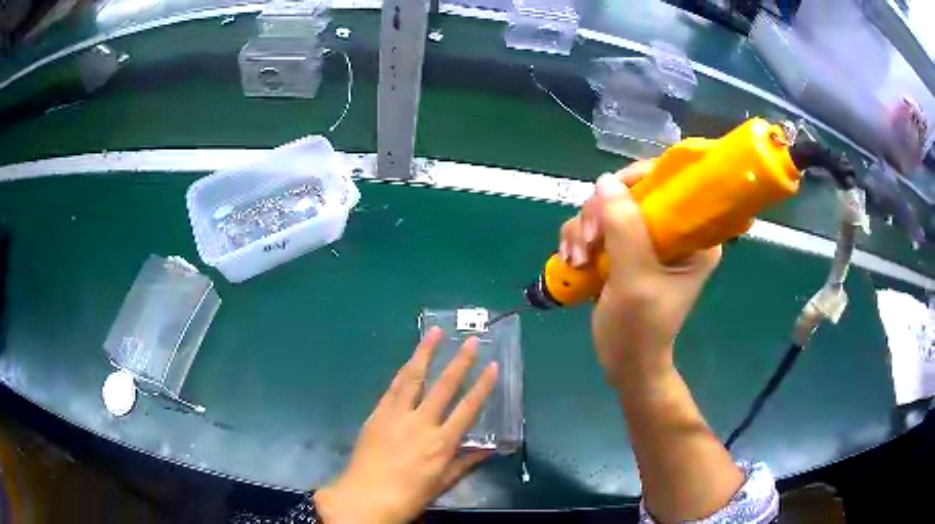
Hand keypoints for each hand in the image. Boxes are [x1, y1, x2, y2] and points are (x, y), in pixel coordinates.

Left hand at [314, 327, 498, 523]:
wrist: (365, 497)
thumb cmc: (408, 496)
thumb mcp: (442, 484)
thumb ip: (464, 463)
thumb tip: (487, 450)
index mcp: (441, 444)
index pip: (468, 408)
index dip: (483, 386)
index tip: (493, 366)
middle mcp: (421, 424)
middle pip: (443, 386)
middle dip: (459, 361)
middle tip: (471, 340)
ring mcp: (396, 416)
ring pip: (413, 378)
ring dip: (425, 353)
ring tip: (435, 332)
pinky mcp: (377, 414)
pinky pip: (392, 388)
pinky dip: (403, 372)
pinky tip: (409, 361)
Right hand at [559, 160, 720, 388]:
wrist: (624, 363)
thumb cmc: (640, 328)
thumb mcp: (635, 279)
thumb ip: (624, 228)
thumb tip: (605, 180)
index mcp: (693, 236)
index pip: (670, 183)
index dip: (637, 179)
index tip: (609, 196)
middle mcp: (672, 231)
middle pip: (630, 193)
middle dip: (601, 213)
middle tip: (588, 242)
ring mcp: (646, 240)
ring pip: (607, 208)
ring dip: (584, 229)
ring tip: (577, 260)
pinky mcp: (624, 250)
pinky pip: (595, 226)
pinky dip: (579, 239)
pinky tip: (573, 261)